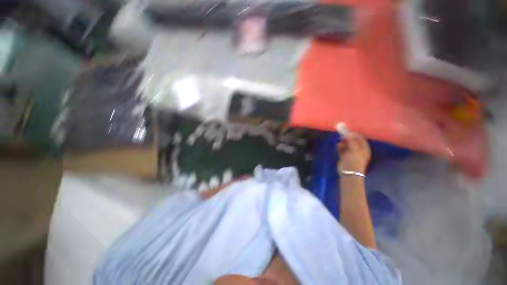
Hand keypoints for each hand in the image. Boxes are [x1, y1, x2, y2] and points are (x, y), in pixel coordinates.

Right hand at [337, 133, 370, 173]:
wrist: (349, 173)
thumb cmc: (354, 162)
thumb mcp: (354, 150)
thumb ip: (351, 141)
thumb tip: (348, 133)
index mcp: (364, 148)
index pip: (359, 138)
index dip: (353, 134)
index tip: (346, 133)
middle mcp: (358, 149)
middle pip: (352, 140)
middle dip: (347, 138)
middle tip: (342, 138)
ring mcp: (351, 152)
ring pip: (346, 144)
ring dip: (342, 143)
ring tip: (340, 144)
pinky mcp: (344, 155)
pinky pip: (342, 148)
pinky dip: (340, 147)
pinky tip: (338, 148)